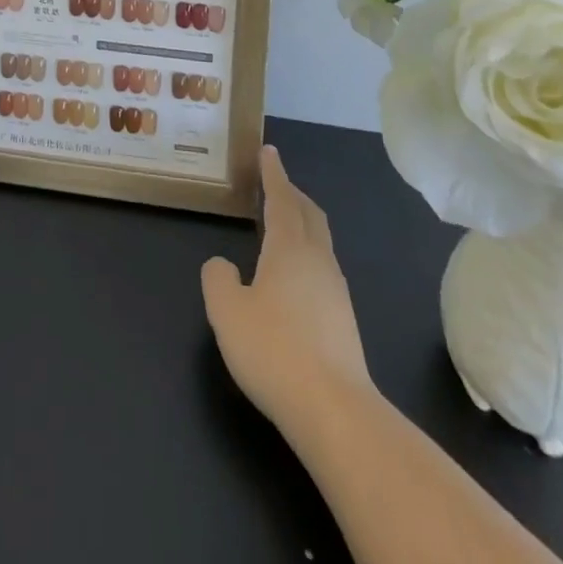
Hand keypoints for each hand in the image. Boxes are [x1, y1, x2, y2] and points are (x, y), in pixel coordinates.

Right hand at [202, 145, 374, 434]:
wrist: (335, 411)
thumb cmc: (274, 350)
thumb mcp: (227, 310)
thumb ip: (218, 279)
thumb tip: (223, 265)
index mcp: (289, 248)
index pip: (282, 198)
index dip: (273, 173)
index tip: (268, 151)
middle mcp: (317, 260)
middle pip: (310, 214)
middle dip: (292, 194)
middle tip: (275, 182)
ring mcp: (336, 291)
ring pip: (320, 241)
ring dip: (302, 224)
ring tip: (282, 225)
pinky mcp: (344, 321)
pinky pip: (323, 268)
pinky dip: (307, 254)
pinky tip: (293, 277)